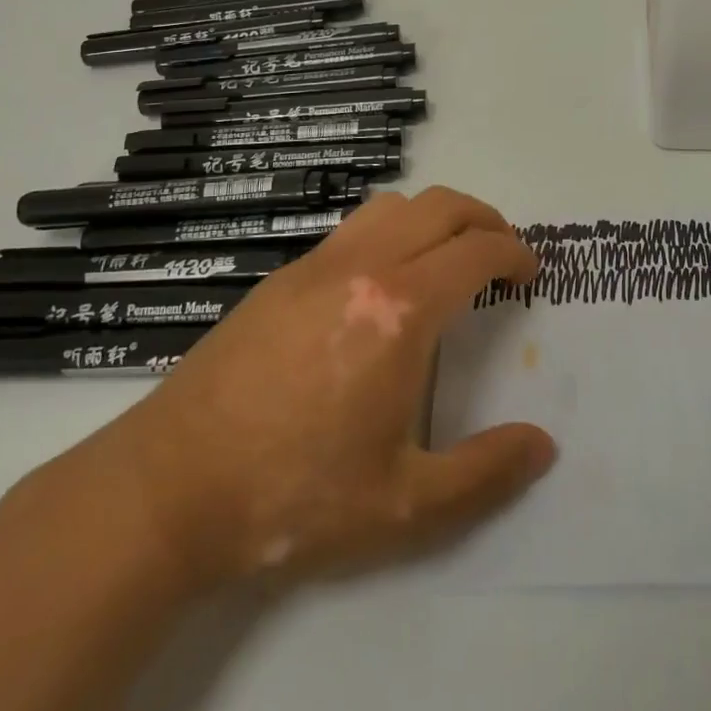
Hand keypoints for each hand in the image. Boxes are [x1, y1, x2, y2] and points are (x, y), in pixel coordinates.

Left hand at [92, 187, 555, 591]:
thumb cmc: (294, 496)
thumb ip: (485, 474)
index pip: (477, 249)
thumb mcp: (404, 506)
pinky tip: (382, 284)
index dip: (516, 253)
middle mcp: (363, 267)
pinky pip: (354, 228)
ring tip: (446, 258)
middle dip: (485, 220)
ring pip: (394, 204)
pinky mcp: (281, 278)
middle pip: (441, 206)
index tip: (530, 274)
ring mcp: (315, 265)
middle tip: (502, 255)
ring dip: (435, 217)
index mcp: (401, 310)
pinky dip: (391, 231)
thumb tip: (543, 445)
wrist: (168, 490)